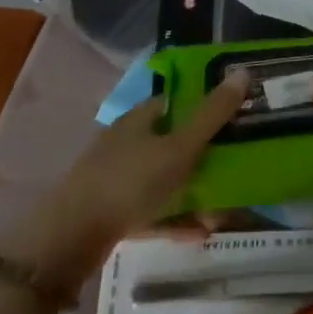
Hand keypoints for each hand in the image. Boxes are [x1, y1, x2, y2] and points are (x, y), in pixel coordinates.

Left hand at [6, 74, 247, 275]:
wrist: (68, 241)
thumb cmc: (129, 182)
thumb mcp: (179, 147)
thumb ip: (212, 114)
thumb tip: (244, 72)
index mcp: (140, 118)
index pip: (179, 101)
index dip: (208, 106)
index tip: (238, 118)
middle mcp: (128, 142)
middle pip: (176, 141)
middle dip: (208, 157)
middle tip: (237, 170)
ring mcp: (118, 178)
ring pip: (166, 179)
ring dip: (195, 193)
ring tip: (221, 213)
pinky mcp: (113, 212)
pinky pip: (154, 210)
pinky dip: (176, 218)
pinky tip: (198, 233)